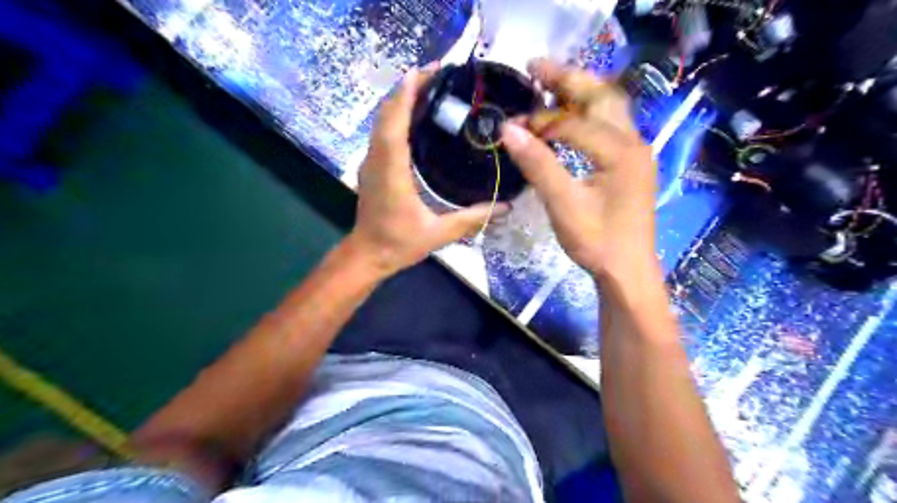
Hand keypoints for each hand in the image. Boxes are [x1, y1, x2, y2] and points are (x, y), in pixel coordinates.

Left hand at [347, 66, 506, 275]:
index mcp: (391, 173)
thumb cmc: (398, 244)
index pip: (394, 125)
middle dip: (407, 88)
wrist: (367, 255)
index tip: (423, 72)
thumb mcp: (438, 233)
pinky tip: (416, 115)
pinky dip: (396, 115)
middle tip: (438, 74)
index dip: (406, 95)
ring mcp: (371, 162)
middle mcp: (377, 161)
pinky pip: (382, 132)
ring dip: (400, 99)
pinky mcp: (372, 167)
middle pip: (386, 114)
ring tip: (429, 87)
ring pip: (381, 121)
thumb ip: (471, 218)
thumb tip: (505, 206)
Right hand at [501, 59, 656, 278]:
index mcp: (619, 150)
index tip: (511, 127)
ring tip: (548, 84)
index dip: (539, 122)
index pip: (573, 122)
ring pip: (608, 107)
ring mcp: (634, 151)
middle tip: (534, 67)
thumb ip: (538, 165)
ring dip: (579, 92)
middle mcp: (632, 141)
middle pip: (600, 96)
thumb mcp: (563, 204)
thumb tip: (508, 130)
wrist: (627, 270)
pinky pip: (608, 125)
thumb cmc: (597, 241)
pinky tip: (568, 117)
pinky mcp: (629, 163)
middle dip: (566, 79)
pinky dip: (586, 114)